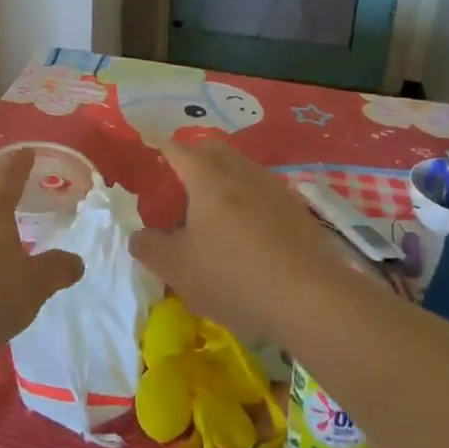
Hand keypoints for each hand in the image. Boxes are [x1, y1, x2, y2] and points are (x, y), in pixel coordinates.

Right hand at [131, 137, 365, 346]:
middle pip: (212, 149)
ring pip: (241, 168)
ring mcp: (274, 188)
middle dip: (193, 157)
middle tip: (178, 183)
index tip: (150, 156)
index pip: (177, 149)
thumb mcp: (177, 268)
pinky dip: (247, 199)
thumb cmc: (233, 275)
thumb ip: (149, 247)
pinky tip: (246, 231)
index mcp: (207, 177)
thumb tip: (139, 235)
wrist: (309, 298)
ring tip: (211, 210)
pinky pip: (263, 191)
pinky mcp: (297, 210)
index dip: (160, 150)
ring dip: (223, 178)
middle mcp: (241, 172)